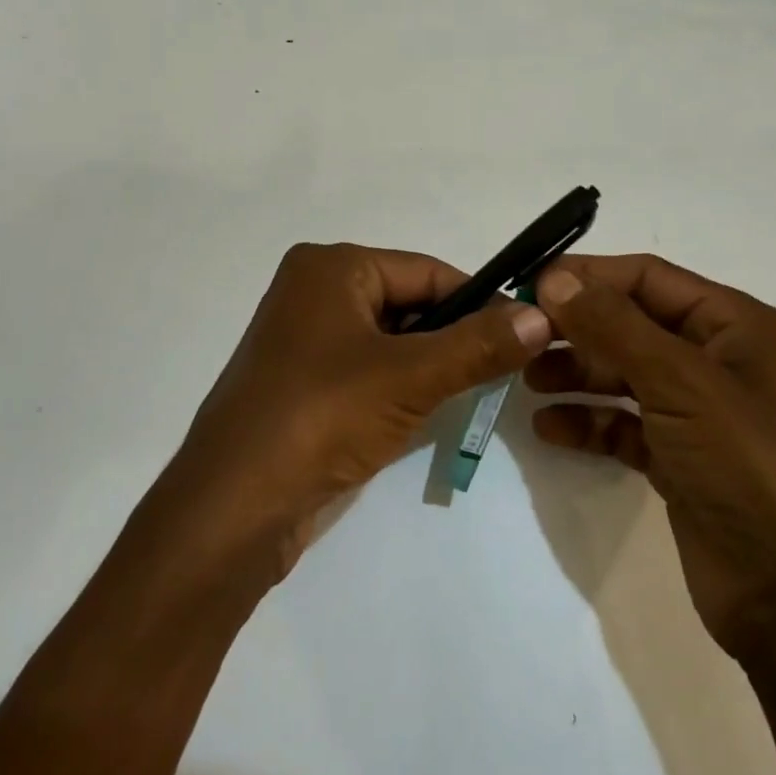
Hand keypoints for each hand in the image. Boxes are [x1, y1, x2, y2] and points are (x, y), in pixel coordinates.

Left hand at [167, 242, 551, 579]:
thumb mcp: (410, 377)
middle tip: (501, 372)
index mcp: (330, 268)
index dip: (479, 301)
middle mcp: (312, 292)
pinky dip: (399, 388)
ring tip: (466, 396)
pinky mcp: (301, 383)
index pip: (427, 271)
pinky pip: (366, 371)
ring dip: (429, 367)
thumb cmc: (322, 418)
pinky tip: (420, 416)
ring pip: (389, 341)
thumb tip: (541, 314)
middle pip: (408, 304)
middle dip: (453, 338)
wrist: (234, 507)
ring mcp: (303, 340)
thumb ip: (479, 345)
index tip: (524, 335)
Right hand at [528, 255, 775, 663]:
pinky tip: (550, 429)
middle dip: (576, 329)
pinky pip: (623, 425)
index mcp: (733, 325)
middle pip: (631, 326)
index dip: (588, 277)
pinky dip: (588, 422)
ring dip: (576, 374)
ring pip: (623, 375)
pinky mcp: (679, 460)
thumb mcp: (681, 383)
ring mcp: (697, 414)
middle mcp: (716, 361)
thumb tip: (555, 279)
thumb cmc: (747, 466)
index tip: (528, 288)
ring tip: (529, 382)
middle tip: (521, 340)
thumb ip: (613, 327)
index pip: (648, 278)